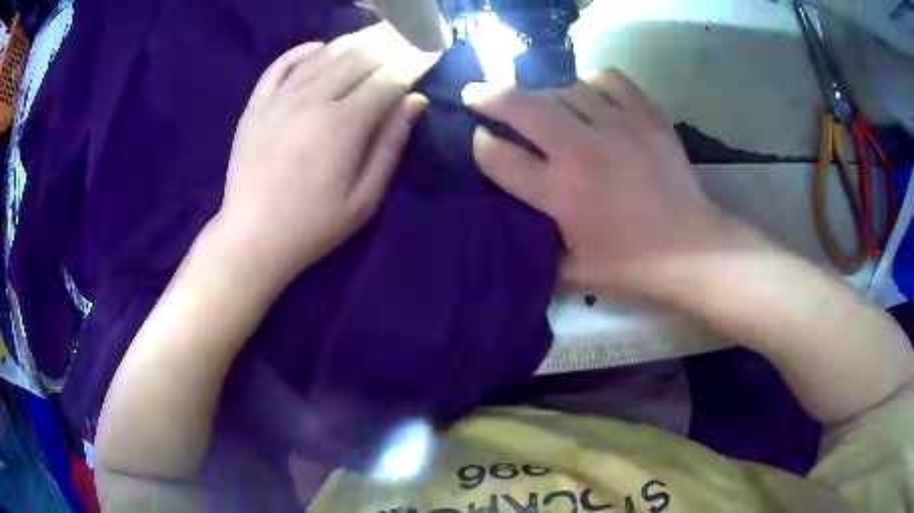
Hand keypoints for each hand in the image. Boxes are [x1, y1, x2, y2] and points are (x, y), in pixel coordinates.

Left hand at [214, 28, 436, 289]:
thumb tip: (415, 101)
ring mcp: (280, 97)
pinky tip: (321, 48)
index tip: (432, 51)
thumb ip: (391, 144)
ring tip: (375, 36)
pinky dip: (305, 50)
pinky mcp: (257, 104)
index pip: (389, 78)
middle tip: (409, 38)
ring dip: (355, 41)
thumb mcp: (365, 197)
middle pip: (359, 57)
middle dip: (391, 44)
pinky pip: (282, 63)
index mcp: (344, 124)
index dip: (415, 62)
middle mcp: (313, 99)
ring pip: (325, 54)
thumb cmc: (313, 225)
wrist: (252, 237)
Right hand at [462, 70, 747, 300]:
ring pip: (564, 86)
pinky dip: (591, 80)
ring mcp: (618, 127)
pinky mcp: (648, 117)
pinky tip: (588, 91)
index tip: (477, 137)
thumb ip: (536, 248)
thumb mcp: (573, 273)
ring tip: (535, 94)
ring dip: (540, 88)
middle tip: (475, 92)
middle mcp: (582, 151)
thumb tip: (511, 226)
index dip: (479, 144)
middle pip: (523, 106)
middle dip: (490, 95)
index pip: (499, 157)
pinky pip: (610, 80)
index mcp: (560, 194)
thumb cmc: (632, 266)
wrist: (692, 250)